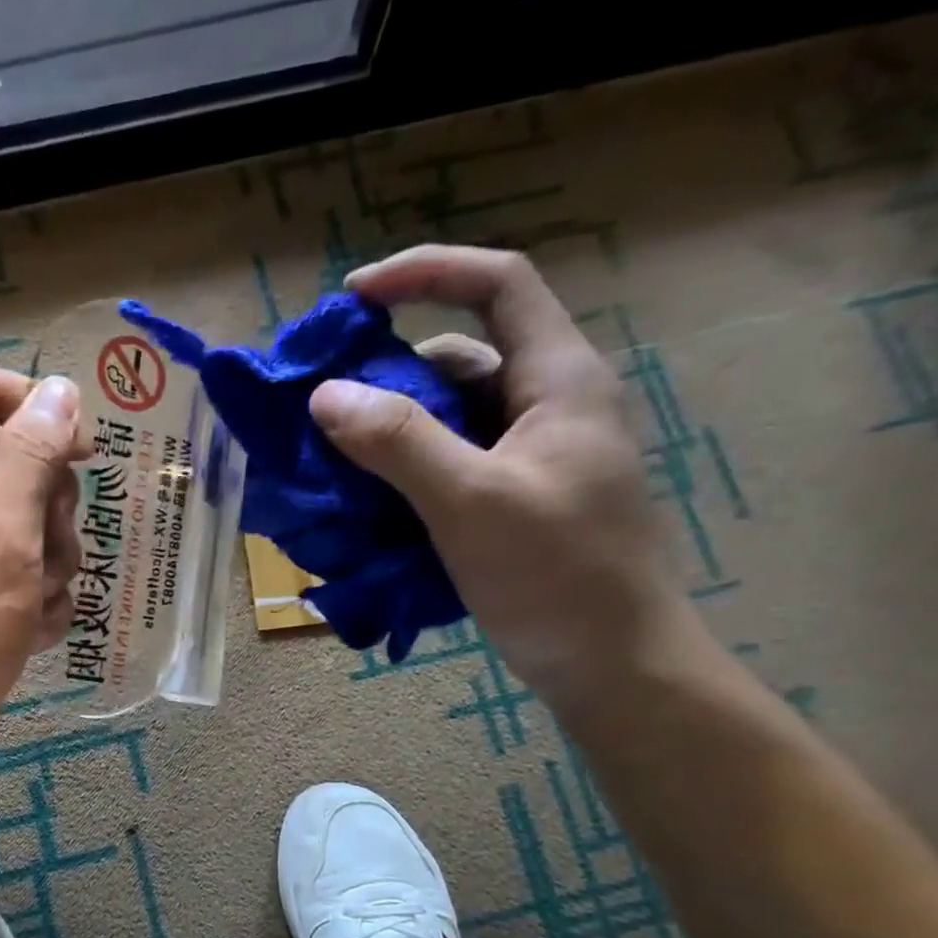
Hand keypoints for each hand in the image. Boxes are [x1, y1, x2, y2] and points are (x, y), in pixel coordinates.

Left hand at [0, 366, 83, 756]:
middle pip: (11, 458)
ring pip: (23, 521)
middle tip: (52, 550)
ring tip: (39, 603)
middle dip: (50, 506)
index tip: (83, 455)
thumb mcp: (4, 532)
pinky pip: (14, 570)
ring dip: (50, 560)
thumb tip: (60, 390)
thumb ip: (32, 454)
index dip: (38, 409)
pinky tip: (33, 631)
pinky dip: (33, 597)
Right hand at [309, 245, 691, 710]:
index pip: (498, 283)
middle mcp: (548, 404)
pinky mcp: (516, 500)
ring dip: (391, 431)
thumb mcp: (471, 502)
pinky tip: (368, 501)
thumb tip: (325, 395)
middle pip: (462, 357)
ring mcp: (532, 456)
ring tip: (332, 461)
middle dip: (390, 372)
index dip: (425, 273)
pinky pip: (450, 465)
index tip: (352, 299)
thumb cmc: (556, 576)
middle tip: (324, 404)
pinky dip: (406, 472)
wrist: (613, 665)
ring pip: (451, 418)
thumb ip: (398, 443)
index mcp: (558, 379)